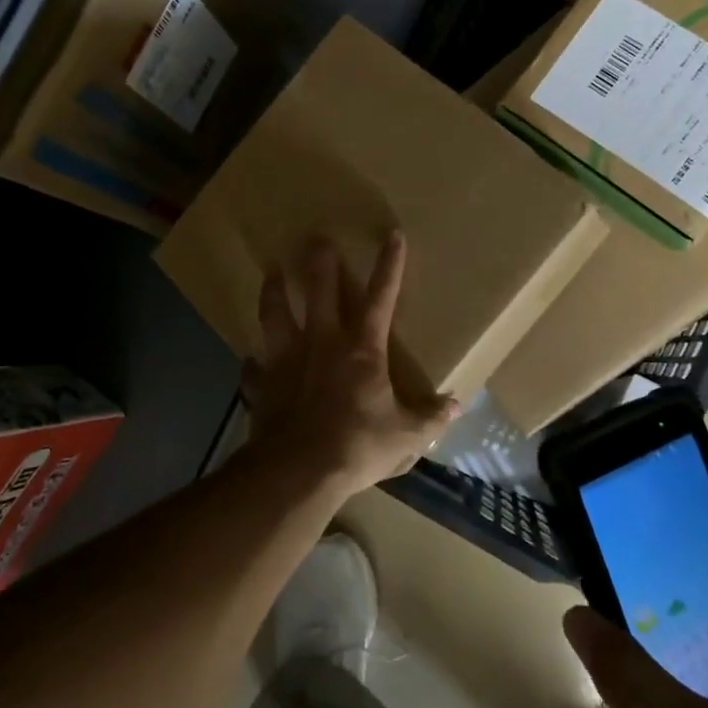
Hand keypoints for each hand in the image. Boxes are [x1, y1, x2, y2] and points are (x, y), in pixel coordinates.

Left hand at [240, 232, 459, 496]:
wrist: (297, 472)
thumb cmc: (356, 446)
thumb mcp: (406, 437)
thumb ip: (431, 418)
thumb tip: (456, 405)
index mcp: (361, 350)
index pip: (381, 298)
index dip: (389, 265)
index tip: (392, 235)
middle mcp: (322, 343)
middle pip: (319, 291)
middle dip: (320, 262)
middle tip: (316, 237)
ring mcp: (287, 361)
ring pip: (276, 313)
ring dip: (274, 290)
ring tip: (271, 270)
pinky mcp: (262, 384)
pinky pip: (254, 368)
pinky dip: (254, 363)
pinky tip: (251, 360)